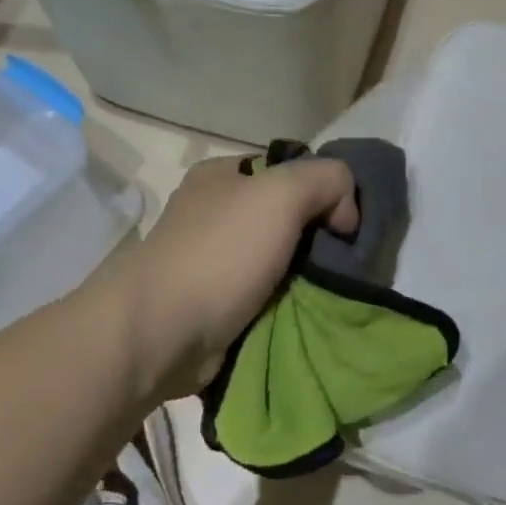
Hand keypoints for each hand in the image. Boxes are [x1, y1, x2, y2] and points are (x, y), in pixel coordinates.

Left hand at [112, 155, 359, 396]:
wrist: (160, 334)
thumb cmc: (219, 253)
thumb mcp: (283, 193)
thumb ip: (327, 179)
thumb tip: (345, 213)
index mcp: (222, 175)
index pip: (290, 170)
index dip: (325, 190)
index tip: (345, 224)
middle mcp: (214, 212)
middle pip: (288, 216)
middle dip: (319, 238)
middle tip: (344, 262)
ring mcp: (211, 260)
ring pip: (281, 259)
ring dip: (307, 276)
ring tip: (332, 293)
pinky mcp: (213, 303)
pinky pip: (266, 296)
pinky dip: (287, 304)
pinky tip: (306, 313)